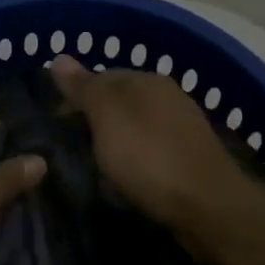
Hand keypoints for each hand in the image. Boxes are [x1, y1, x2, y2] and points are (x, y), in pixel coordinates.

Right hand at [49, 55, 248, 236]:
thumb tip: (59, 57)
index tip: (55, 124)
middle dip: (94, 119)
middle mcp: (168, 96)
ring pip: (135, 126)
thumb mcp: (107, 116)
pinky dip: (134, 159)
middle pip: (119, 101)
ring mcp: (182, 128)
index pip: (101, 76)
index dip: (74, 97)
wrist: (210, 208)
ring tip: (94, 164)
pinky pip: (151, 150)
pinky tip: (126, 177)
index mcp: (147, 80)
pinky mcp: (190, 159)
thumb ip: (83, 87)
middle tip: (71, 145)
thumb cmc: (150, 157)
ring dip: (114, 141)